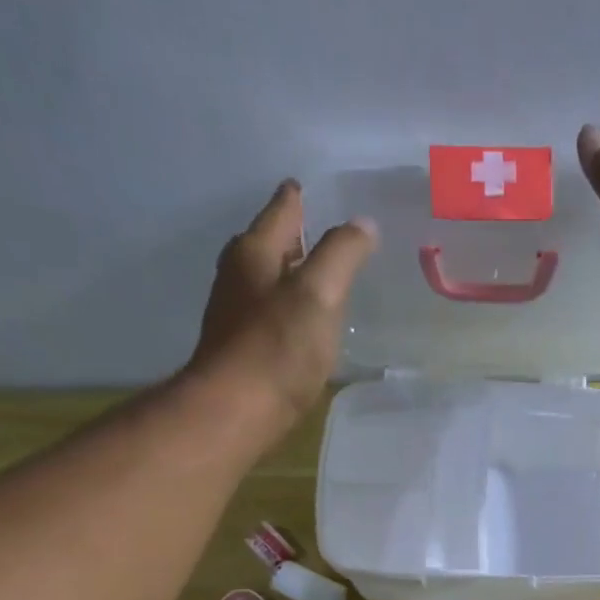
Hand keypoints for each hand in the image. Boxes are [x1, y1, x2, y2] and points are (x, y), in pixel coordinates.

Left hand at [176, 180, 377, 449]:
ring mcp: (236, 314)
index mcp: (255, 252)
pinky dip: (289, 310)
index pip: (282, 211)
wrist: (236, 411)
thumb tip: (363, 223)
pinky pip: (271, 316)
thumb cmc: (278, 347)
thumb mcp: (319, 293)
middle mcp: (239, 276)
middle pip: (270, 244)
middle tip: (325, 234)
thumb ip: (342, 254)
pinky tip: (305, 326)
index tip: (311, 188)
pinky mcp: (242, 349)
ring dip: (292, 277)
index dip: (299, 198)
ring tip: (321, 279)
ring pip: (268, 281)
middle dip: (295, 237)